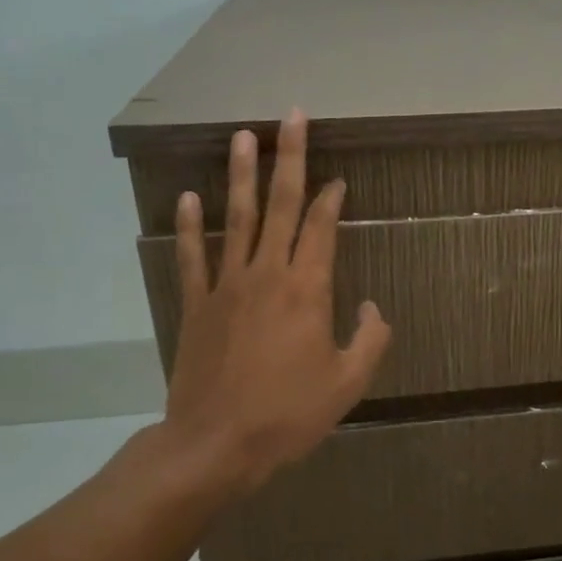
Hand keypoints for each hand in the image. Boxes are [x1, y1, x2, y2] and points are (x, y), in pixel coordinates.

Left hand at [160, 111, 391, 498]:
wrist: (216, 444)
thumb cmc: (289, 415)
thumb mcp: (349, 383)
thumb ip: (370, 339)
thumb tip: (372, 307)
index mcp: (307, 290)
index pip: (322, 228)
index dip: (333, 199)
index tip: (339, 178)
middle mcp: (268, 274)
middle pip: (281, 205)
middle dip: (290, 158)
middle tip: (292, 116)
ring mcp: (226, 285)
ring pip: (236, 217)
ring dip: (241, 174)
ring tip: (242, 135)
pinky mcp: (197, 304)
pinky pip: (193, 255)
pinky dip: (190, 225)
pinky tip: (189, 196)